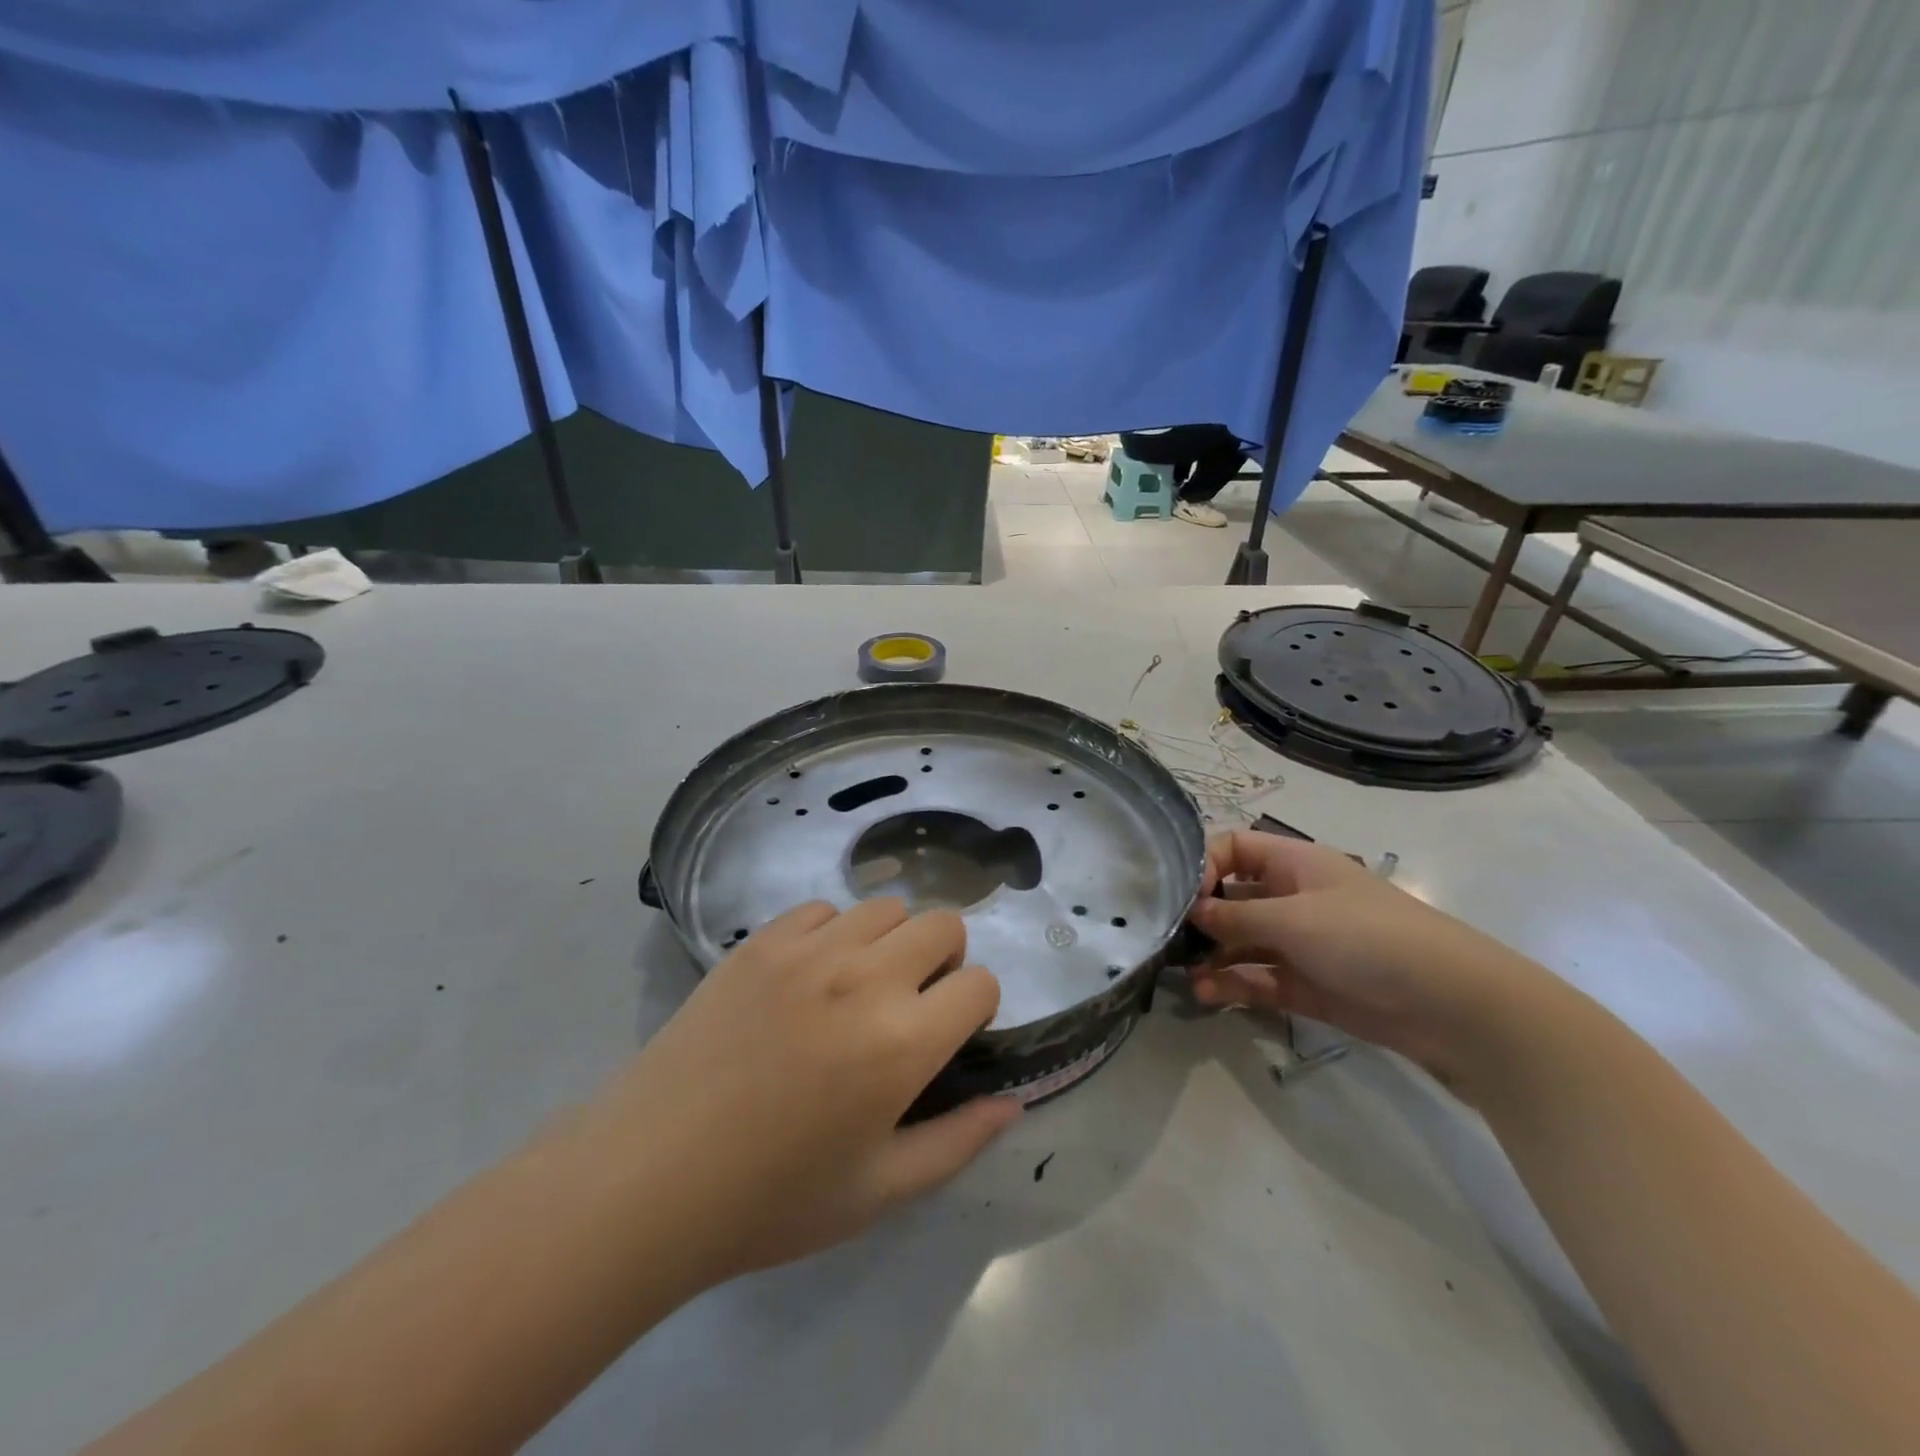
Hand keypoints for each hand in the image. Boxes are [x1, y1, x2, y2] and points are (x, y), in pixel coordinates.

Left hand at [596, 899, 1020, 1282]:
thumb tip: (1011, 1105)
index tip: (948, 1035)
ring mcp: (809, 951)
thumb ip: (957, 1142)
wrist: (649, 1177)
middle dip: (944, 961)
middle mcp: (866, 978)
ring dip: (891, 941)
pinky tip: (807, 979)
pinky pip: (822, 911)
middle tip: (912, 1005)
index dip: (975, 1008)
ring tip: (860, 987)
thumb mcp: (878, 1191)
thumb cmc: (771, 1199)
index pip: (980, 984)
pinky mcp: (761, 941)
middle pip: (942, 925)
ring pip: (885, 908)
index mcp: (903, 1042)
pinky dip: (833, 934)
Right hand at [1188, 832, 1551, 1098]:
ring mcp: (1298, 943)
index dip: (1205, 865)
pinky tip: (1208, 995)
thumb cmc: (1367, 937)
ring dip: (1212, 957)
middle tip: (1167, 939)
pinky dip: (1233, 985)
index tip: (1183, 895)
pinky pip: (1258, 979)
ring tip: (1185, 976)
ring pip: (1241, 943)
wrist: (1449, 1003)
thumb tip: (1190, 911)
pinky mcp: (1305, 985)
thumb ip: (1236, 917)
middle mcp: (1292, 898)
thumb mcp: (1294, 919)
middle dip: (1200, 917)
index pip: (1234, 849)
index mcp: (1293, 864)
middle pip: (1232, 898)